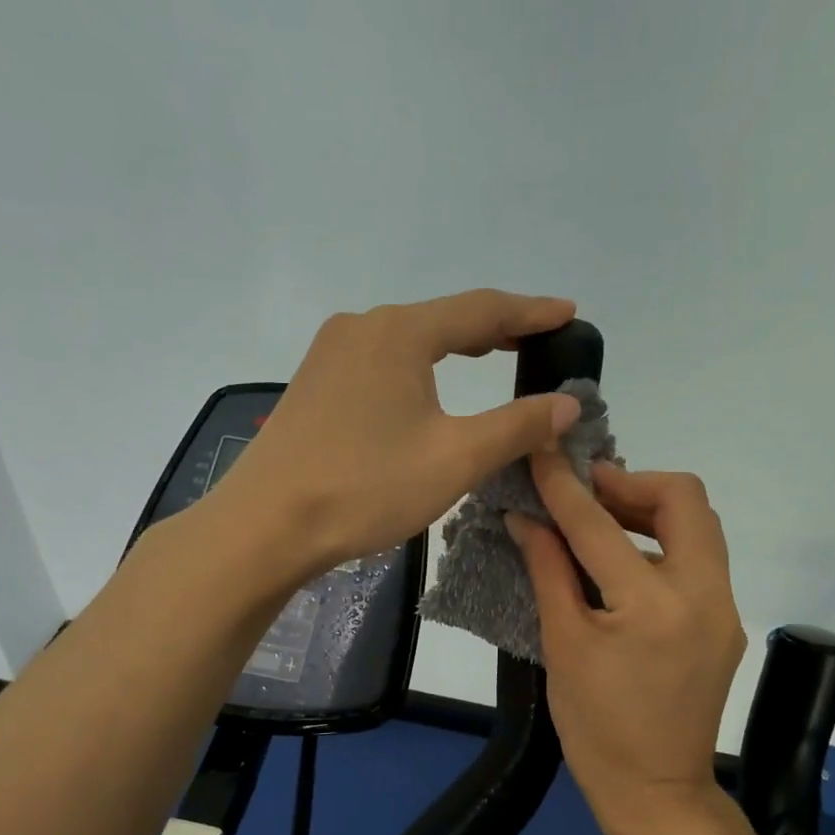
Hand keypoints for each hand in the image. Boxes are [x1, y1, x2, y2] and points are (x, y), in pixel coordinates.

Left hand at [210, 290, 584, 577]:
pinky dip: (417, 367)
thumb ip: (517, 426)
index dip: (531, 313)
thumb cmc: (365, 488)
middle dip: (494, 328)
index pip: (482, 309)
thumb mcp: (455, 459)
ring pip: (408, 340)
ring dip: (453, 347)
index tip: (569, 313)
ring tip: (491, 355)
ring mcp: (330, 355)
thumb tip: (567, 404)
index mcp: (399, 333)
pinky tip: (426, 388)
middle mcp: (362, 328)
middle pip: (442, 318)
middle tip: (537, 339)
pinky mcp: (314, 384)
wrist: (266, 524)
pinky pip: (380, 362)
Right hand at [506, 456, 748, 834]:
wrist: (656, 793)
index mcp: (652, 605)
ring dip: (649, 510)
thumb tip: (525, 519)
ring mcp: (723, 609)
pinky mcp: (726, 623)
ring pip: (699, 526)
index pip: (600, 525)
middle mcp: (703, 595)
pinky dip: (661, 544)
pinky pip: (699, 560)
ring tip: (599, 522)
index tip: (542, 452)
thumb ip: (548, 571)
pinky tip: (623, 563)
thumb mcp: (563, 646)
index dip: (564, 485)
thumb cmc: (596, 729)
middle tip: (585, 493)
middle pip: (685, 499)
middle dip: (631, 482)